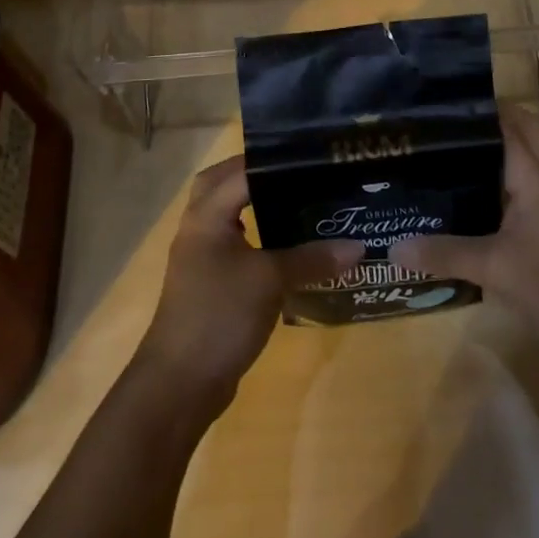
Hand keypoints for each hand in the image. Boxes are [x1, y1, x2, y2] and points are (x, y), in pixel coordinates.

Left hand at [137, 155, 361, 412]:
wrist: (180, 382)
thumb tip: (358, 247)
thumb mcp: (270, 281)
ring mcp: (201, 256)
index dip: (275, 160)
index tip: (312, 155)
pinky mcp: (210, 283)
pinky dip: (258, 237)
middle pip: (224, 184)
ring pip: (228, 215)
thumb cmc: (220, 315)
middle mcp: (199, 227)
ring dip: (256, 205)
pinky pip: (235, 245)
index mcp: (207, 214)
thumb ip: (312, 259)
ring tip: (298, 201)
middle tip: (297, 172)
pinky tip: (288, 247)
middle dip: (257, 174)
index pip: (241, 170)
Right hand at [392, 106, 538, 350]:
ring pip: (520, 163)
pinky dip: (494, 185)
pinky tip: (461, 201)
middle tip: (443, 126)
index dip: (477, 109)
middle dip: (488, 123)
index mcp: (535, 176)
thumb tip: (393, 246)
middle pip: (523, 134)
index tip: (438, 104)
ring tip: (442, 154)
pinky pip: (517, 192)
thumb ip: (443, 253)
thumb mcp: (493, 267)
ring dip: (491, 154)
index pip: (507, 124)